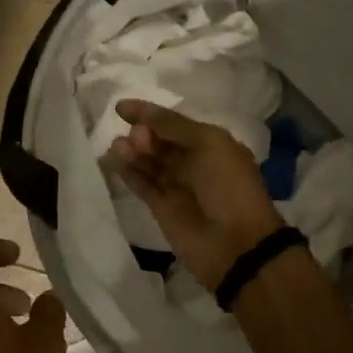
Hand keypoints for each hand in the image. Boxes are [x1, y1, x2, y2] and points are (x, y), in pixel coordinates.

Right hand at [106, 99, 284, 290]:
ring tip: (120, 147)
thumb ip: (173, 125)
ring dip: (133, 152)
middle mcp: (193, 162)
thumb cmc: (228, 186)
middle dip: (144, 134)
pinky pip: (142, 184)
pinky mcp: (161, 208)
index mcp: (212, 144)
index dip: (150, 114)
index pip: (175, 123)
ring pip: (149, 162)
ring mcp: (177, 186)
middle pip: (160, 142)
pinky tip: (115, 160)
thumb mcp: (209, 143)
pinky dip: (128, 172)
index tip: (122, 108)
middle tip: (136, 137)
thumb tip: (141, 113)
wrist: (237, 244)